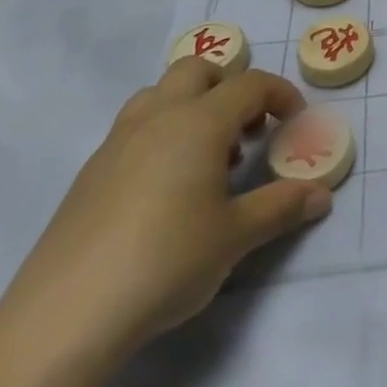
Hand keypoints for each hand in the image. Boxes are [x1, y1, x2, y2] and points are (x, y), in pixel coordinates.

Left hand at [0, 63, 330, 360]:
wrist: (65, 316)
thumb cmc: (166, 262)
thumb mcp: (236, 237)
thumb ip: (282, 207)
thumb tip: (321, 195)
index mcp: (199, 122)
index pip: (250, 84)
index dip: (280, 95)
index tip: (295, 123)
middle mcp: (158, 117)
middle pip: (198, 70)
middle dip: (230, 87)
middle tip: (247, 130)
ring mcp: (117, 141)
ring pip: (159, 94)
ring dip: (191, 106)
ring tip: (207, 157)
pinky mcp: (90, 172)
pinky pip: (135, 128)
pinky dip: (161, 135)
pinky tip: (165, 189)